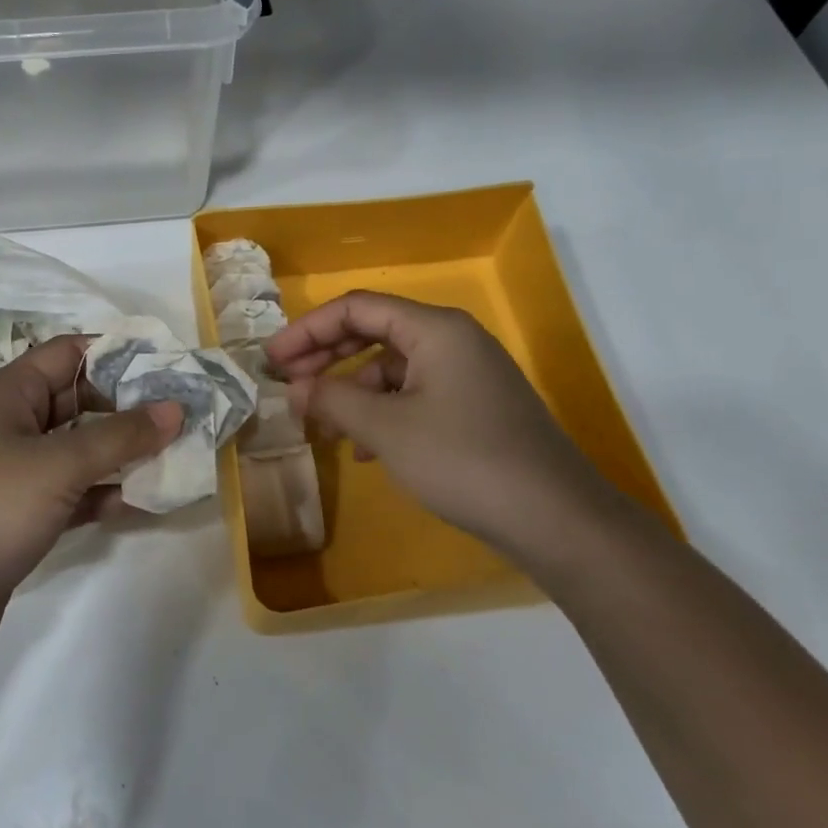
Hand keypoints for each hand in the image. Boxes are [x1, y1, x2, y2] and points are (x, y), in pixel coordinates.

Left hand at [0, 335, 181, 661]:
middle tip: (183, 416)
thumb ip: (121, 435)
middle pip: (78, 401)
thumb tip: (175, 407)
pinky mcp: (19, 515)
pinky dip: (102, 494)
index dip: (118, 354)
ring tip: (175, 458)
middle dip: (129, 409)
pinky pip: (71, 492)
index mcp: (8, 393)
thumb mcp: (59, 464)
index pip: (69, 353)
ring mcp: (13, 473)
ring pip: (78, 450)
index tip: (169, 366)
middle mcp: (10, 425)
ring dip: (121, 455)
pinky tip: (140, 503)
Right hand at [265, 291, 622, 568]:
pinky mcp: (475, 407)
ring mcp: (468, 374)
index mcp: (435, 329)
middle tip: (288, 383)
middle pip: (374, 332)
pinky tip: (367, 450)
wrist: (556, 519)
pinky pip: (415, 394)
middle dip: (326, 357)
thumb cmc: (464, 461)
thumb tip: (294, 389)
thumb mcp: (386, 429)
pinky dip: (383, 413)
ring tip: (324, 426)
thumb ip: (332, 400)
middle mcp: (453, 340)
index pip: (357, 308)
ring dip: (353, 391)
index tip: (272, 360)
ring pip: (393, 367)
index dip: (308, 330)